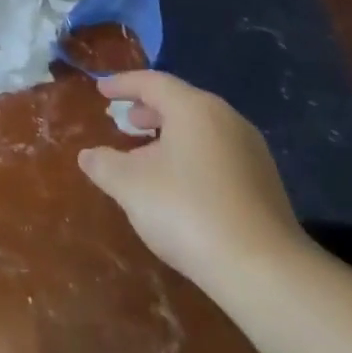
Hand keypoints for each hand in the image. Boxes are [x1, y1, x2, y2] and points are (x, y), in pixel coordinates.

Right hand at [79, 71, 307, 294]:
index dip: (122, 84)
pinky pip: (218, 152)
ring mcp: (251, 151)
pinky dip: (191, 155)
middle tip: (123, 120)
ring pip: (201, 129)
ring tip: (147, 154)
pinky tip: (178, 183)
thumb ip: (103, 164)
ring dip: (170, 135)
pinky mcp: (264, 182)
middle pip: (180, 102)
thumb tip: (87, 155)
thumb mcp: (129, 185)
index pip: (152, 82)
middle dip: (148, 109)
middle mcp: (226, 119)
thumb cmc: (187, 211)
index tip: (101, 90)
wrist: (263, 270)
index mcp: (194, 108)